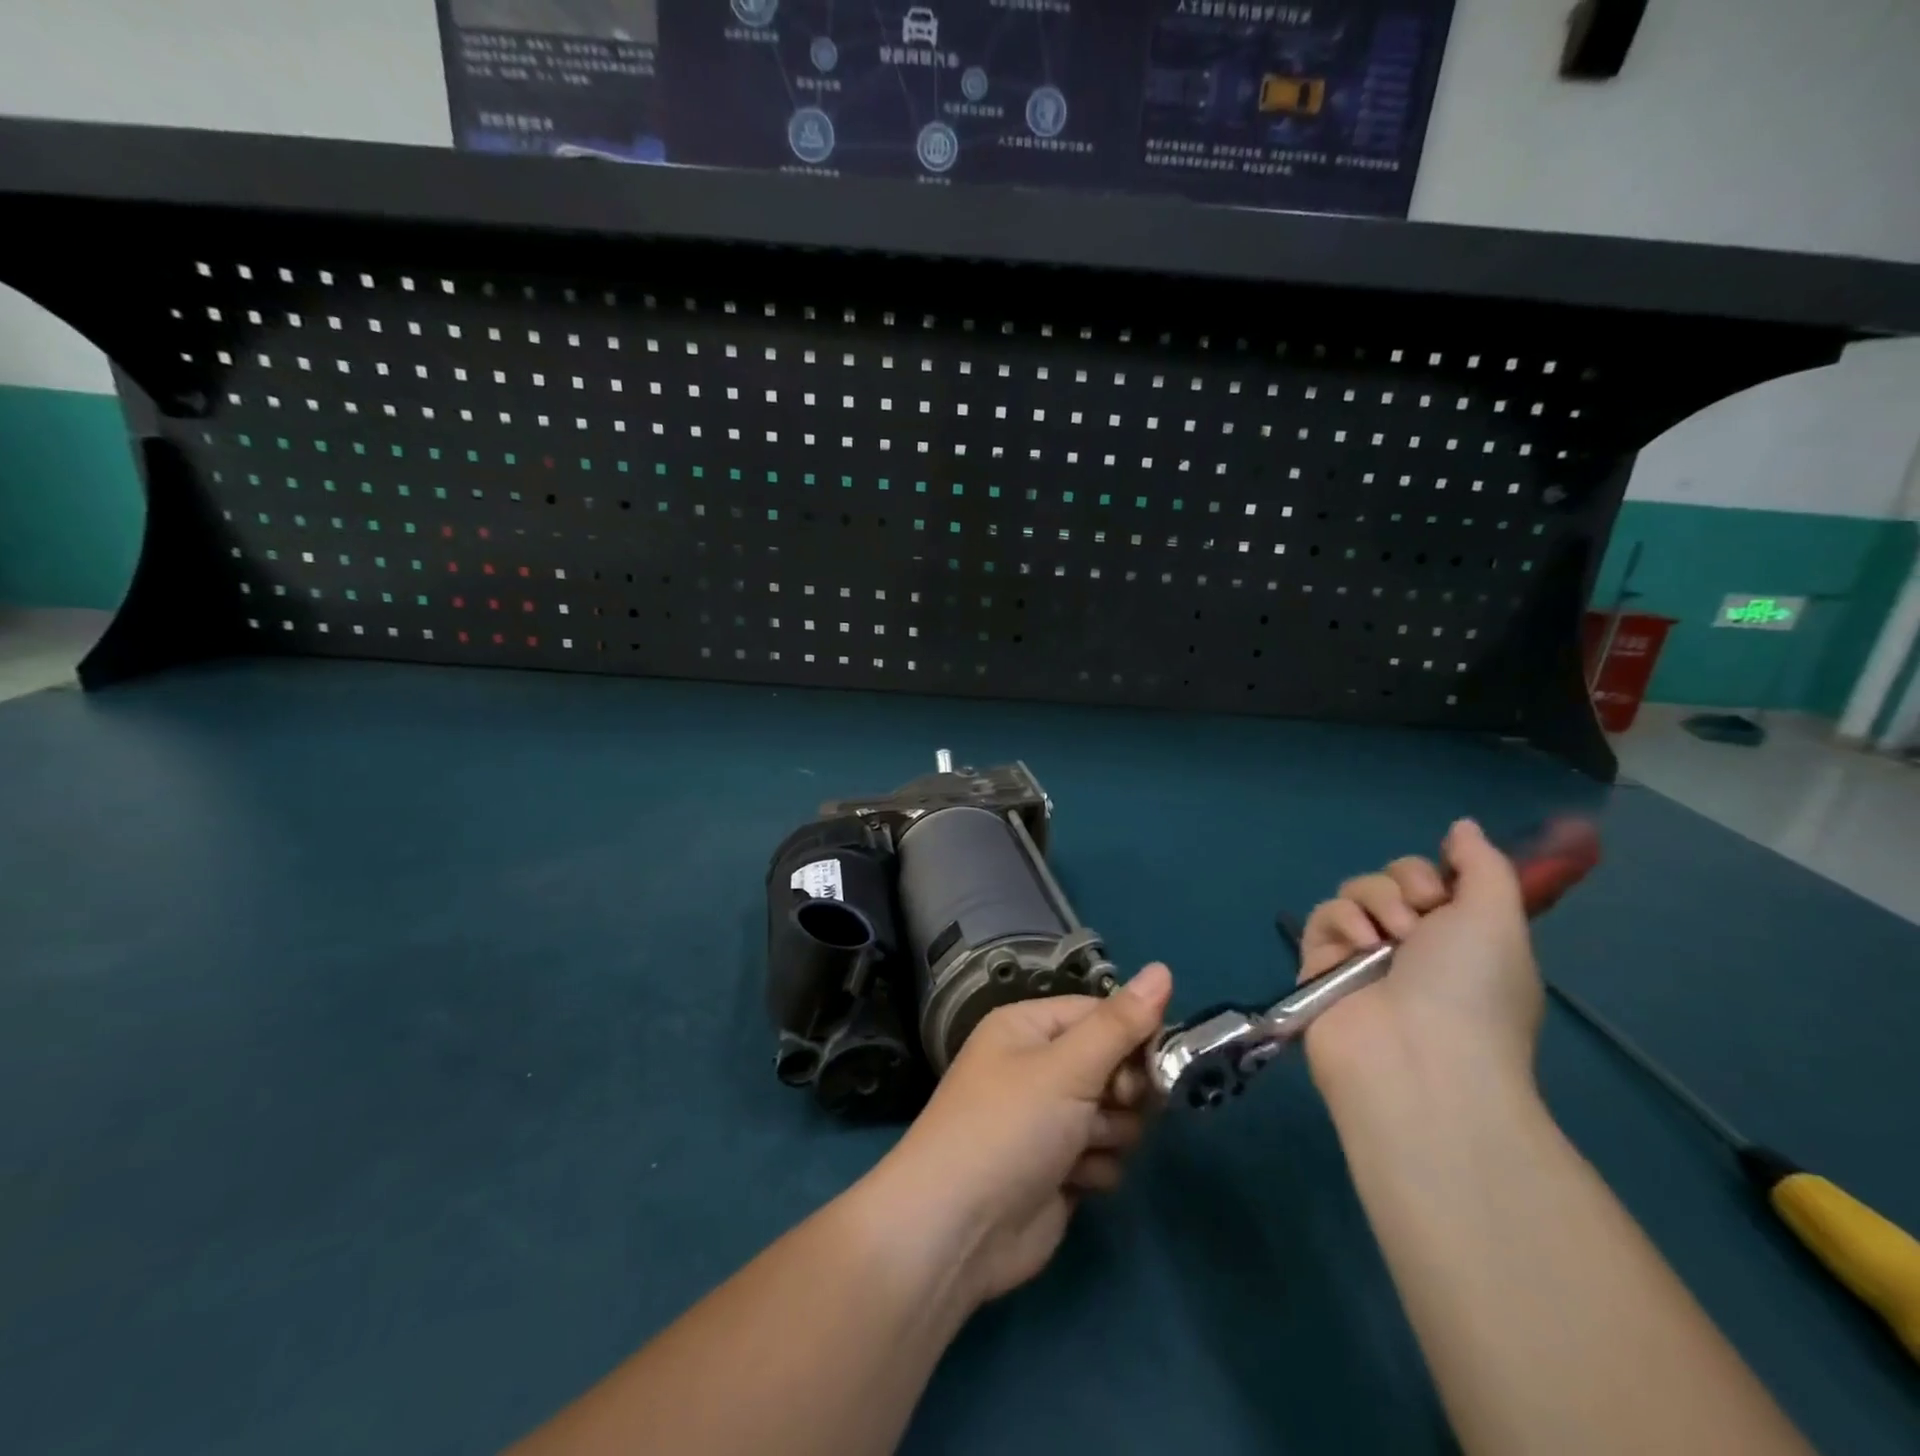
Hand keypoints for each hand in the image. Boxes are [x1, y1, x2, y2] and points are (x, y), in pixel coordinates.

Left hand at [864, 963, 1173, 1307]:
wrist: (957, 1231)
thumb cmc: (1009, 1128)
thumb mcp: (1067, 1067)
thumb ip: (1120, 1024)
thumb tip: (1163, 968)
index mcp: (1029, 1027)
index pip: (1100, 1013)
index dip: (1135, 1034)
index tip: (1163, 1060)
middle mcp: (1038, 1067)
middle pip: (1113, 1063)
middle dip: (1124, 1089)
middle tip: (1119, 1103)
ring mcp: (1048, 1120)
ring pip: (1115, 1113)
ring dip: (1111, 1132)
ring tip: (1083, 1147)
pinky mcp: (1059, 1168)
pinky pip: (1104, 1155)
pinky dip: (1097, 1168)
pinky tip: (1076, 1181)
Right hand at [1297, 819, 1540, 1102]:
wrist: (1418, 1057)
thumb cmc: (1470, 987)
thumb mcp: (1498, 916)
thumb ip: (1482, 864)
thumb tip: (1462, 826)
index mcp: (1459, 937)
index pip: (1433, 879)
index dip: (1434, 874)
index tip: (1444, 892)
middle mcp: (1412, 944)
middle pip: (1391, 879)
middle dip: (1404, 885)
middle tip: (1418, 918)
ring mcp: (1364, 956)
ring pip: (1354, 892)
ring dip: (1374, 902)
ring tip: (1386, 939)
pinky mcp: (1321, 966)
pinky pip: (1322, 917)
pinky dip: (1341, 923)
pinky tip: (1358, 946)